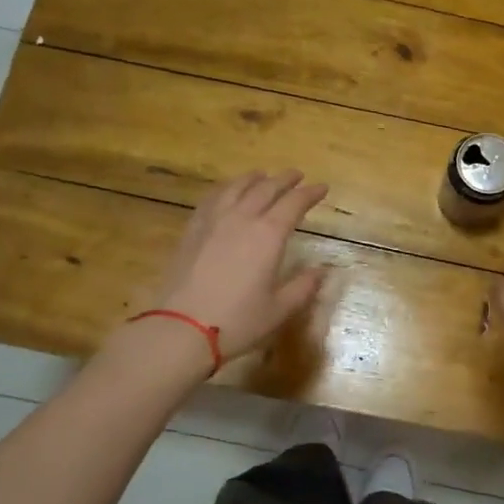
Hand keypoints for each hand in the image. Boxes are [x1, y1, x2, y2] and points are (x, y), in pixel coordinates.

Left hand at [146, 170, 328, 362]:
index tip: (322, 188)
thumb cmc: (237, 321)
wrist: (181, 328)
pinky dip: (225, 189)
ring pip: (236, 187)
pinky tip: (226, 192)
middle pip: (266, 188)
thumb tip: (322, 271)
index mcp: (269, 235)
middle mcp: (242, 219)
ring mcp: (214, 221)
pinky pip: (212, 198)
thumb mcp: (279, 309)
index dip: (310, 193)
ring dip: (254, 178)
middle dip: (285, 179)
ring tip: (262, 175)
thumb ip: (303, 286)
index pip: (294, 203)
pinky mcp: (192, 230)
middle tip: (297, 175)